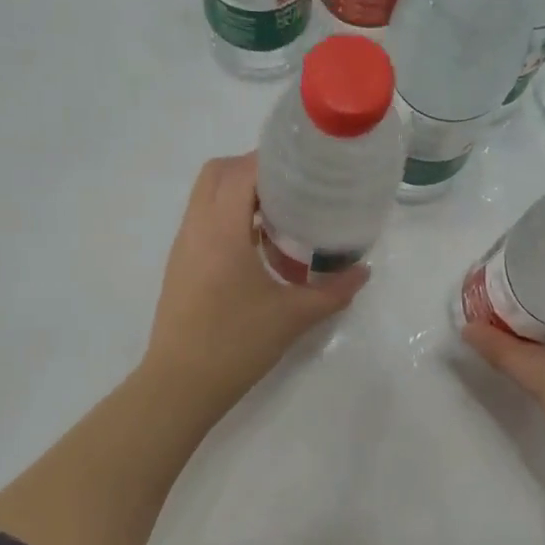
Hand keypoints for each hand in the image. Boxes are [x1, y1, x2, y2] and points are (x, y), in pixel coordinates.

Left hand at [142, 153, 367, 418]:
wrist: (181, 385)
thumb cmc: (236, 344)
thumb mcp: (294, 317)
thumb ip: (333, 291)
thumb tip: (363, 271)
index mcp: (221, 230)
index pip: (241, 170)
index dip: (273, 159)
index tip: (306, 166)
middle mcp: (196, 228)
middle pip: (217, 173)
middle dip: (254, 170)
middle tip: (294, 189)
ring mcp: (183, 247)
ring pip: (206, 197)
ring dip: (240, 195)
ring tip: (282, 216)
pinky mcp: (181, 266)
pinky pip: (204, 222)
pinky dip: (230, 218)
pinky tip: (259, 249)